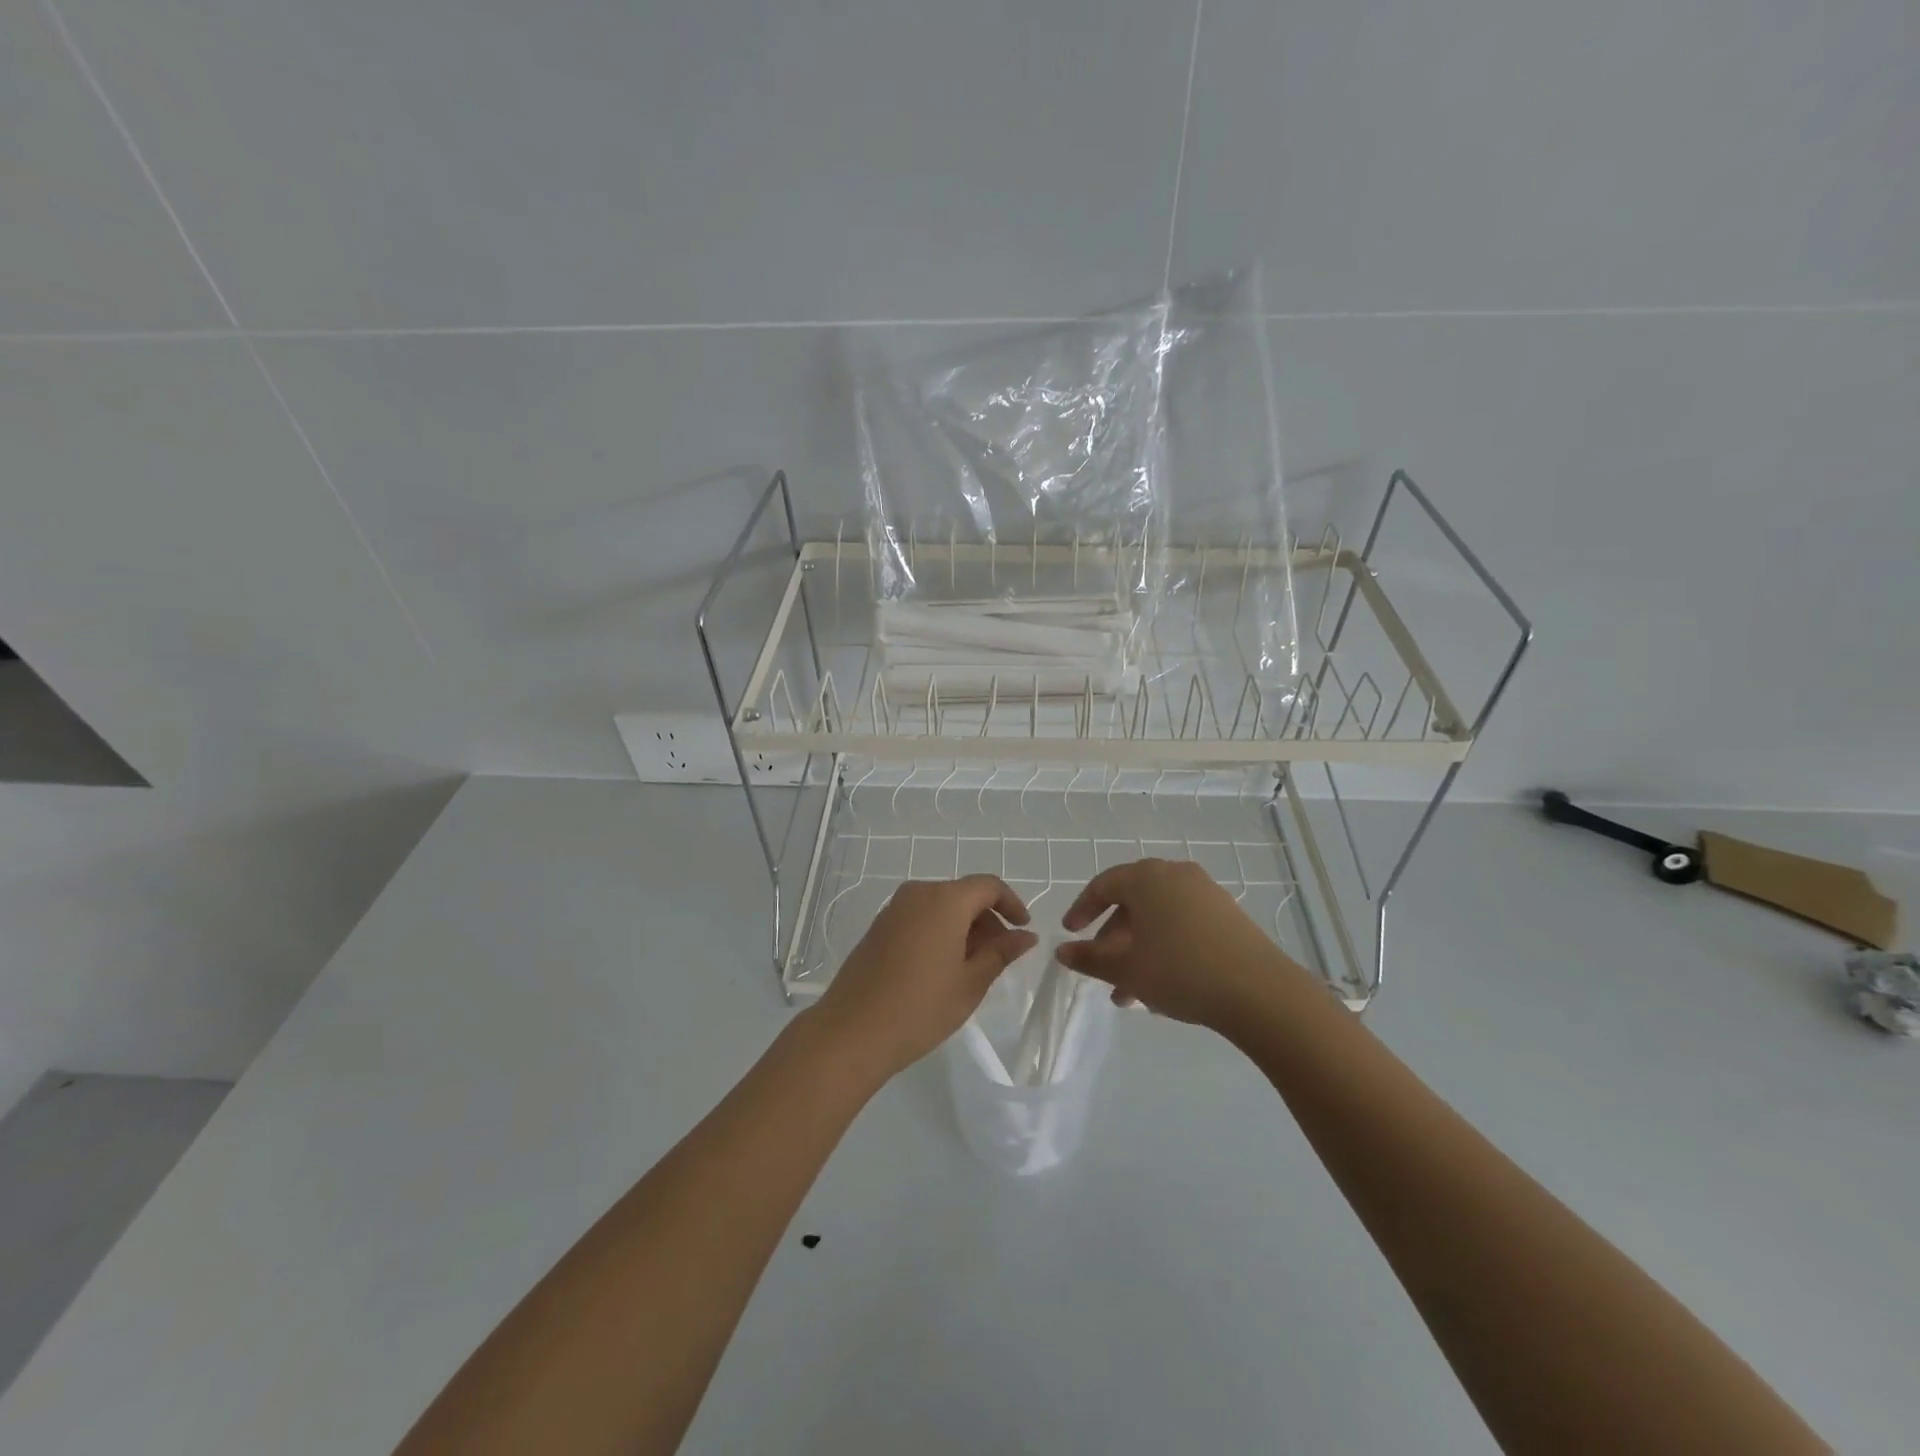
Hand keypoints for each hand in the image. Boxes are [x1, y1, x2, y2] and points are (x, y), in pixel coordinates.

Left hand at [814, 875, 1037, 1083]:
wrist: (852, 1032)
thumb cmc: (920, 1007)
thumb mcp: (971, 983)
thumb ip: (1001, 953)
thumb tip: (1026, 935)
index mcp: (944, 900)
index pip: (988, 886)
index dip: (1011, 903)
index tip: (1023, 930)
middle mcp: (918, 893)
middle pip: (963, 894)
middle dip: (987, 920)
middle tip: (1000, 957)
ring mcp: (893, 909)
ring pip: (941, 906)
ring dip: (963, 928)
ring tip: (972, 968)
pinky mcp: (878, 927)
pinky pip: (919, 917)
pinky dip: (939, 932)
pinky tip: (942, 968)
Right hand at [1055, 859, 1308, 1030]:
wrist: (1259, 991)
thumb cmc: (1179, 970)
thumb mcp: (1125, 968)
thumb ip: (1089, 958)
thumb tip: (1062, 951)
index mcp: (1146, 877)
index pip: (1103, 885)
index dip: (1082, 910)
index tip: (1070, 933)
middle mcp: (1175, 875)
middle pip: (1132, 903)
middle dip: (1112, 940)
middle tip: (1102, 972)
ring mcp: (1205, 893)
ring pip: (1158, 918)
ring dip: (1138, 950)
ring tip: (1131, 994)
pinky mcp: (1228, 915)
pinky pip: (1183, 925)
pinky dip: (1165, 948)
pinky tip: (1164, 986)